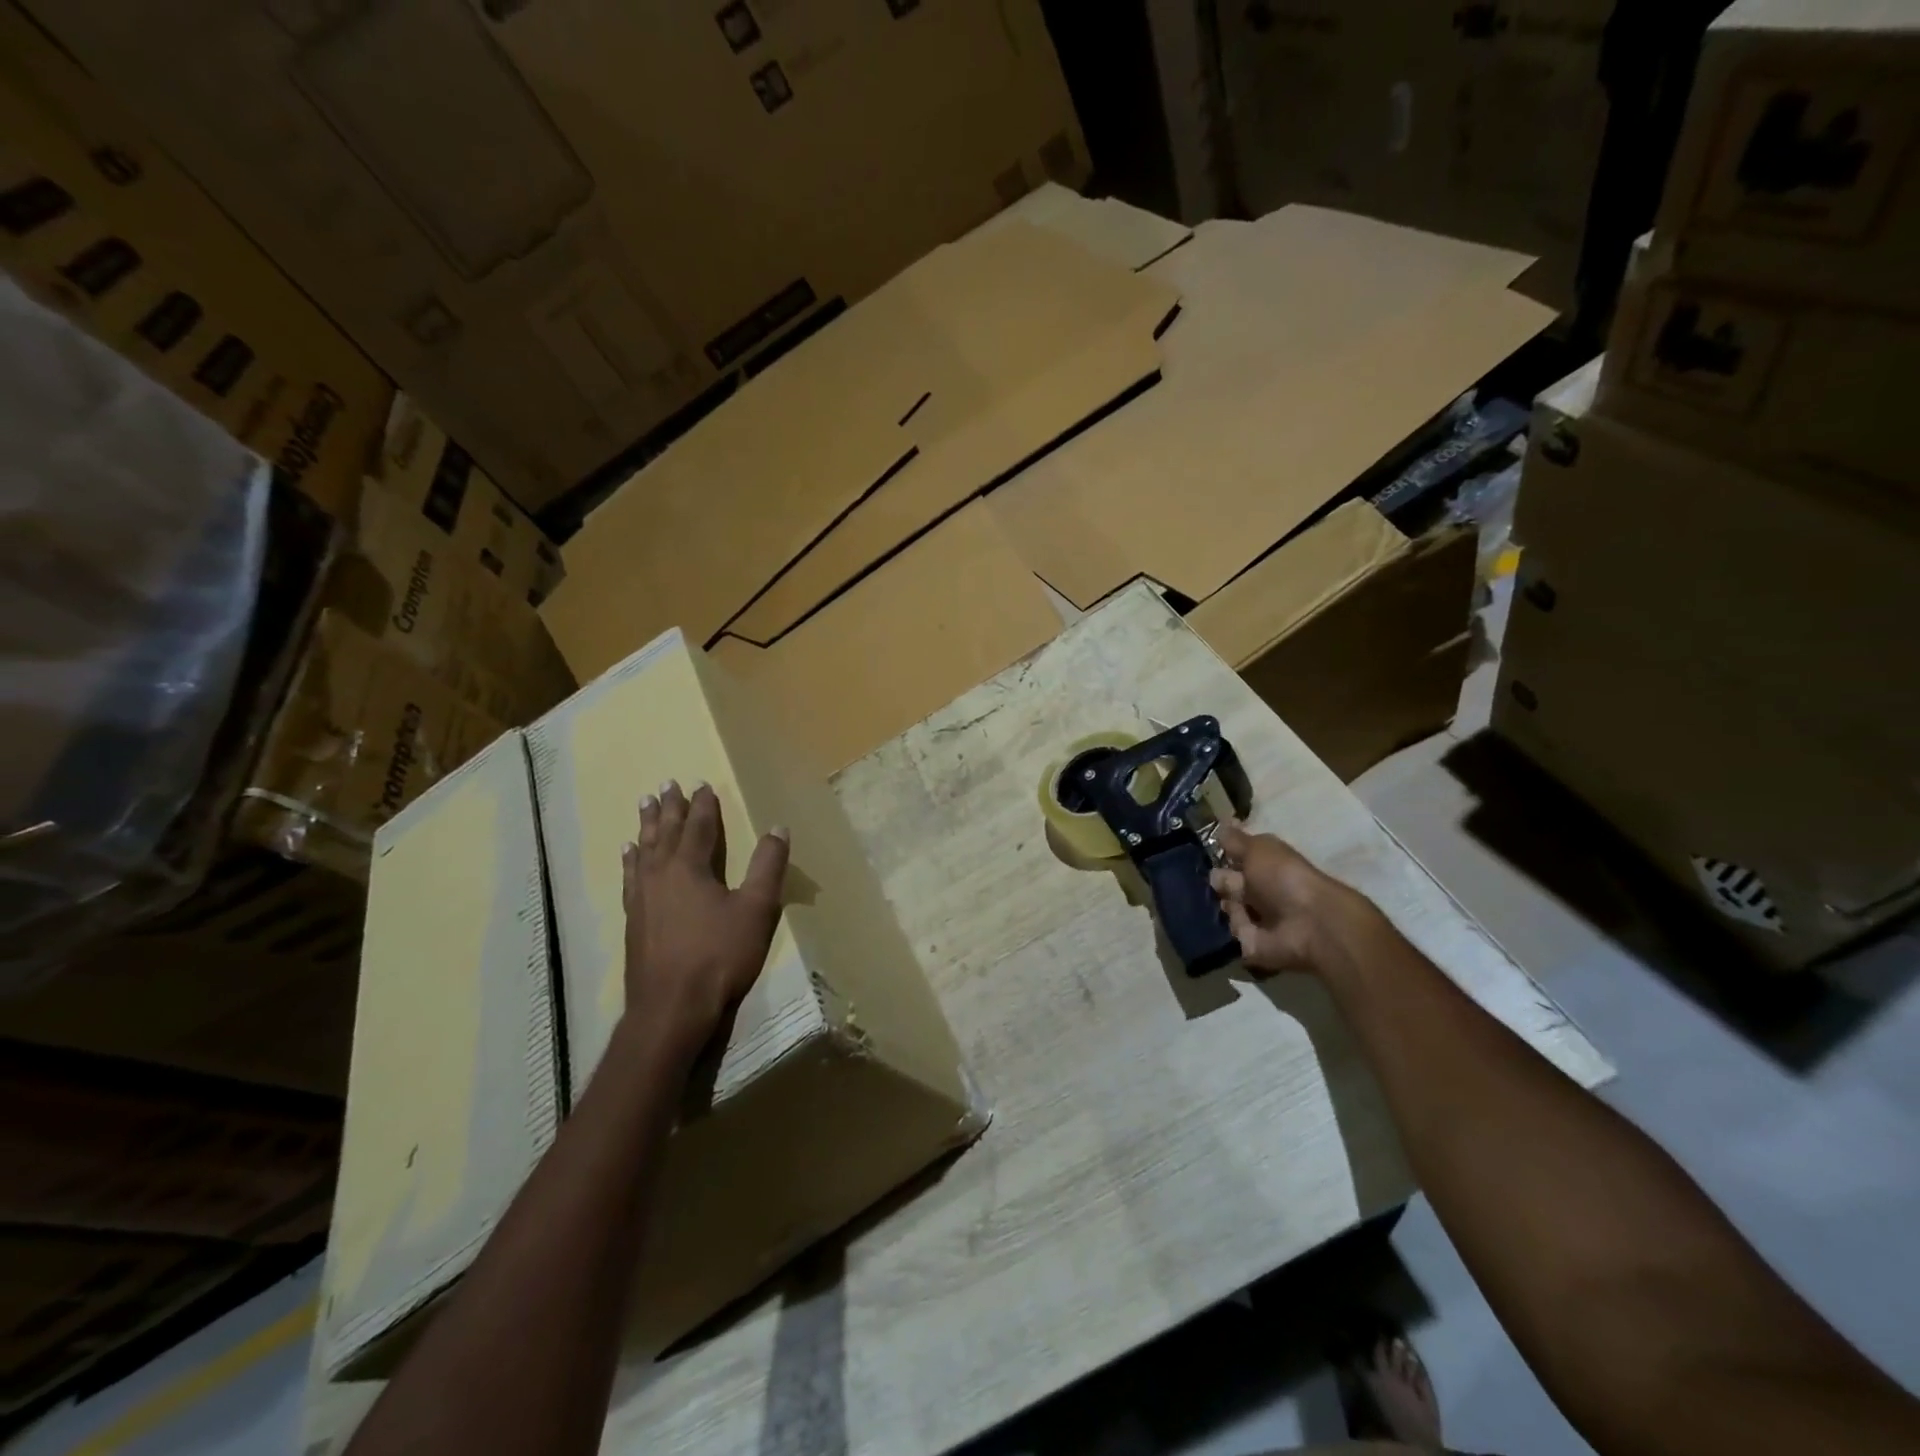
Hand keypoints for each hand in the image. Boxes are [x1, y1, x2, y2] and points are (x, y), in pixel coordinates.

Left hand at [621, 781, 789, 1064]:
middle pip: (665, 832)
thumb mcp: (756, 909)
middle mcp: (661, 874)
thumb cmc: (719, 956)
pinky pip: (631, 877)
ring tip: (645, 806)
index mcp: (690, 867)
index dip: (703, 804)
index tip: (702, 783)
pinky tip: (629, 856)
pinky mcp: (633, 920)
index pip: (698, 826)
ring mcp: (642, 897)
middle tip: (667, 785)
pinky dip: (631, 860)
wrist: (671, 1008)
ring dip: (647, 826)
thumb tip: (778, 827)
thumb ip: (767, 866)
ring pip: (644, 850)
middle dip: (670, 808)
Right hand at [1209, 819, 1378, 977]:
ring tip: (1235, 902)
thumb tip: (1218, 827)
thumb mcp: (1259, 848)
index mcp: (1265, 867)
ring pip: (1225, 908)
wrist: (1309, 924)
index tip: (1206, 852)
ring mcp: (1256, 920)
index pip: (1235, 860)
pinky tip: (1238, 921)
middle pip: (1226, 884)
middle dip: (1219, 881)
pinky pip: (1230, 934)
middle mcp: (1260, 892)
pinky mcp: (1250, 945)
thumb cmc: (1285, 878)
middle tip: (1221, 881)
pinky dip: (1232, 927)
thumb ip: (1236, 839)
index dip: (1222, 856)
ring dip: (1225, 904)